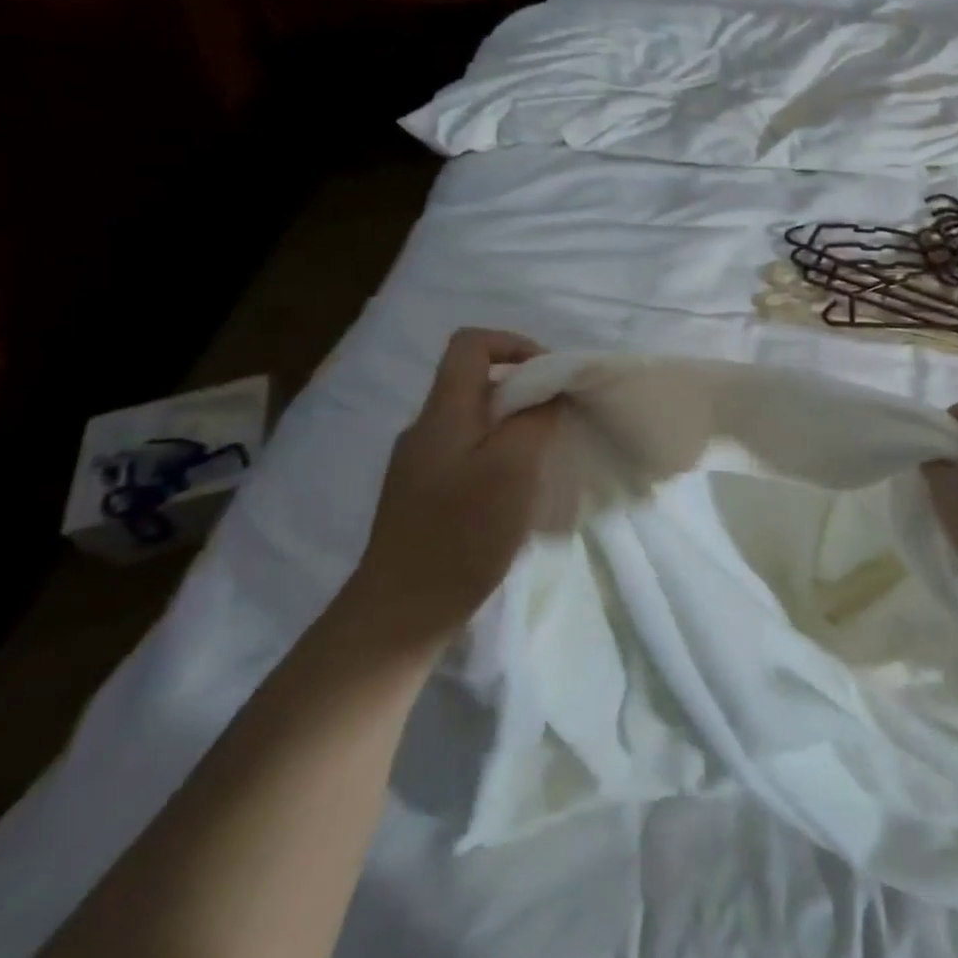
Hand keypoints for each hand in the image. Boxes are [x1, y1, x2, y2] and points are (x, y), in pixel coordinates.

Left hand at [349, 329, 559, 643]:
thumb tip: (548, 392)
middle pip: (476, 383)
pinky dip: (499, 457)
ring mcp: (420, 464)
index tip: (550, 375)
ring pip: (475, 421)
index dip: (514, 343)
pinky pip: (468, 454)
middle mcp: (426, 429)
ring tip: (543, 459)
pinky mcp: (422, 496)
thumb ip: (535, 419)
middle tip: (558, 421)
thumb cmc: (461, 534)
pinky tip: (515, 494)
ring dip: (515, 427)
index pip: (470, 344)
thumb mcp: (513, 468)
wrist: (399, 614)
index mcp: (443, 413)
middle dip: (524, 391)